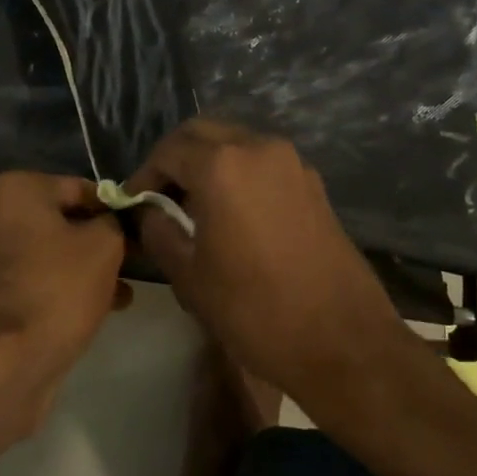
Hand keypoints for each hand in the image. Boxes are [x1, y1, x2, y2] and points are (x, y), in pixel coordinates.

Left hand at [0, 172, 131, 412]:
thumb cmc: (54, 288)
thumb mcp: (103, 246)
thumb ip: (115, 224)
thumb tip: (112, 223)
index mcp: (14, 191)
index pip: (80, 189)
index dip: (115, 210)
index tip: (141, 233)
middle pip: (60, 224)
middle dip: (98, 245)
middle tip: (134, 266)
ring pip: (47, 258)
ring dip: (82, 273)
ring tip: (121, 297)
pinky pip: (31, 287)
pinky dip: (58, 295)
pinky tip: (90, 316)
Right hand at [124, 120, 404, 411]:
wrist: (343, 342)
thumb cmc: (255, 309)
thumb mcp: (189, 275)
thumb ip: (159, 231)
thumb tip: (151, 211)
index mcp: (223, 164)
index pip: (168, 150)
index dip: (144, 174)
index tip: (134, 203)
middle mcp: (259, 148)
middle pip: (203, 134)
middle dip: (175, 158)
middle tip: (160, 196)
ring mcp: (292, 163)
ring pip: (236, 143)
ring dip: (208, 163)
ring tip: (193, 206)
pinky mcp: (313, 183)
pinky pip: (263, 163)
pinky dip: (239, 173)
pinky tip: (232, 214)